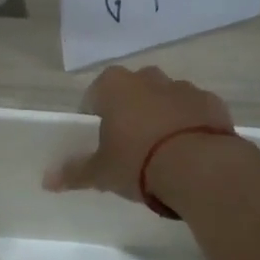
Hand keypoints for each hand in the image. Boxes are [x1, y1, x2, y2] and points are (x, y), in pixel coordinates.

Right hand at [44, 64, 244, 202]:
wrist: (200, 167)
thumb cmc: (138, 162)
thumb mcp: (101, 172)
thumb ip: (74, 172)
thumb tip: (46, 181)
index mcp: (115, 86)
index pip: (95, 93)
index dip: (95, 114)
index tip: (98, 137)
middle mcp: (149, 78)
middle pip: (133, 91)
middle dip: (130, 110)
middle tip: (129, 143)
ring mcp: (184, 87)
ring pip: (166, 98)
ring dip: (162, 116)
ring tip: (161, 150)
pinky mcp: (212, 103)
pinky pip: (194, 111)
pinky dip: (190, 124)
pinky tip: (188, 150)